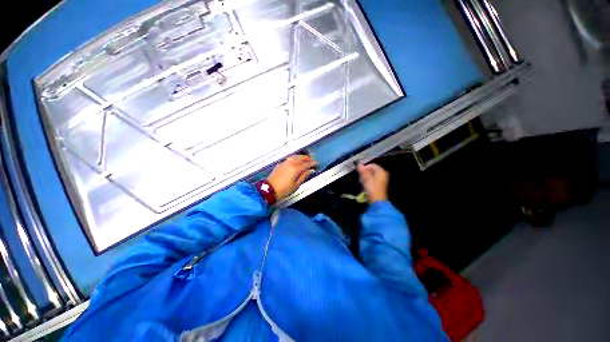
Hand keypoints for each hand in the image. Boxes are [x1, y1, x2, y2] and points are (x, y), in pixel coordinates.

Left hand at [267, 155, 316, 200]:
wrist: (269, 190)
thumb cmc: (284, 190)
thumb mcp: (296, 185)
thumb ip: (303, 176)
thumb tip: (309, 171)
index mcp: (296, 169)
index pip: (307, 164)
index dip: (313, 163)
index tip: (317, 164)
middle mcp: (291, 163)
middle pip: (301, 158)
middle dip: (308, 158)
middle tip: (312, 160)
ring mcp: (284, 163)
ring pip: (295, 156)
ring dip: (301, 157)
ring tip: (305, 158)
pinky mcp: (280, 164)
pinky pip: (289, 158)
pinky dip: (295, 157)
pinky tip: (296, 160)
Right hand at [357, 163, 388, 203]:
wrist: (377, 200)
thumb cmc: (372, 188)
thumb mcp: (366, 178)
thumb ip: (363, 171)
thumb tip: (358, 164)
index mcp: (381, 172)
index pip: (372, 165)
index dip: (365, 167)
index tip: (360, 172)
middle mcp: (382, 175)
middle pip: (372, 170)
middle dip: (365, 173)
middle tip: (360, 178)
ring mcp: (381, 180)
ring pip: (371, 175)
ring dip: (365, 178)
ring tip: (362, 182)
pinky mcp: (379, 186)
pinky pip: (372, 180)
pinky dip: (367, 181)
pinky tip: (364, 185)